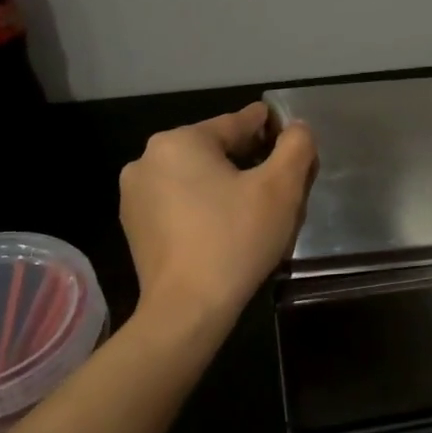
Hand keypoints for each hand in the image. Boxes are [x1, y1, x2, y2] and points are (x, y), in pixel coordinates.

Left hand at [119, 103, 316, 325]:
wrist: (187, 308)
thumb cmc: (236, 240)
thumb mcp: (281, 188)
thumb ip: (296, 147)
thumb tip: (297, 128)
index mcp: (180, 141)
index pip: (236, 123)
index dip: (268, 127)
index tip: (288, 131)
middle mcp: (147, 159)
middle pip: (214, 151)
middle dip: (248, 160)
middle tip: (280, 181)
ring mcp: (135, 195)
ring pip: (195, 178)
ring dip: (224, 184)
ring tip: (254, 209)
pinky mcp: (134, 226)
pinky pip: (178, 204)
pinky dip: (202, 207)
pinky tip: (224, 229)